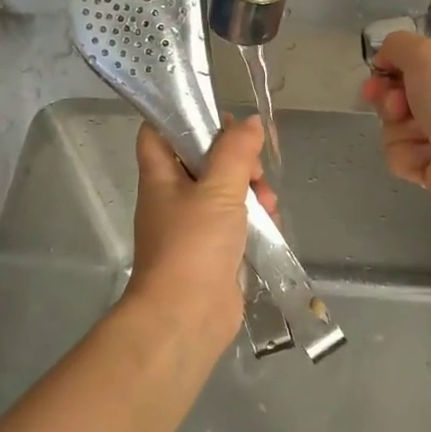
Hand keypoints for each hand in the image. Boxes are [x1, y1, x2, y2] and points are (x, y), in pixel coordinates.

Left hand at [124, 116, 273, 359]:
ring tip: (267, 199)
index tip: (220, 114)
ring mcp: (193, 227)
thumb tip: (251, 122)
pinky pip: (237, 222)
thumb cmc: (193, 245)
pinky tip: (272, 222)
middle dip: (235, 157)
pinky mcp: (215, 252)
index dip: (183, 116)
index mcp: (160, 176)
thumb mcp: (217, 189)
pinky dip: (255, 218)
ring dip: (251, 189)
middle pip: (202, 161)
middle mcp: (173, 198)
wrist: (186, 317)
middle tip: (255, 165)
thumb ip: (235, 152)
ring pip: (225, 192)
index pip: (158, 132)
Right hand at [359, 31, 430, 203]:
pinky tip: (428, 158)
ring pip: (395, 127)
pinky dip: (408, 155)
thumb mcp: (426, 53)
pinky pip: (401, 155)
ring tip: (422, 137)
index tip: (377, 74)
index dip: (390, 68)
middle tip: (397, 108)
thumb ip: (398, 45)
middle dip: (389, 102)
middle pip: (398, 95)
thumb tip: (384, 59)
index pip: (414, 62)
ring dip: (400, 131)